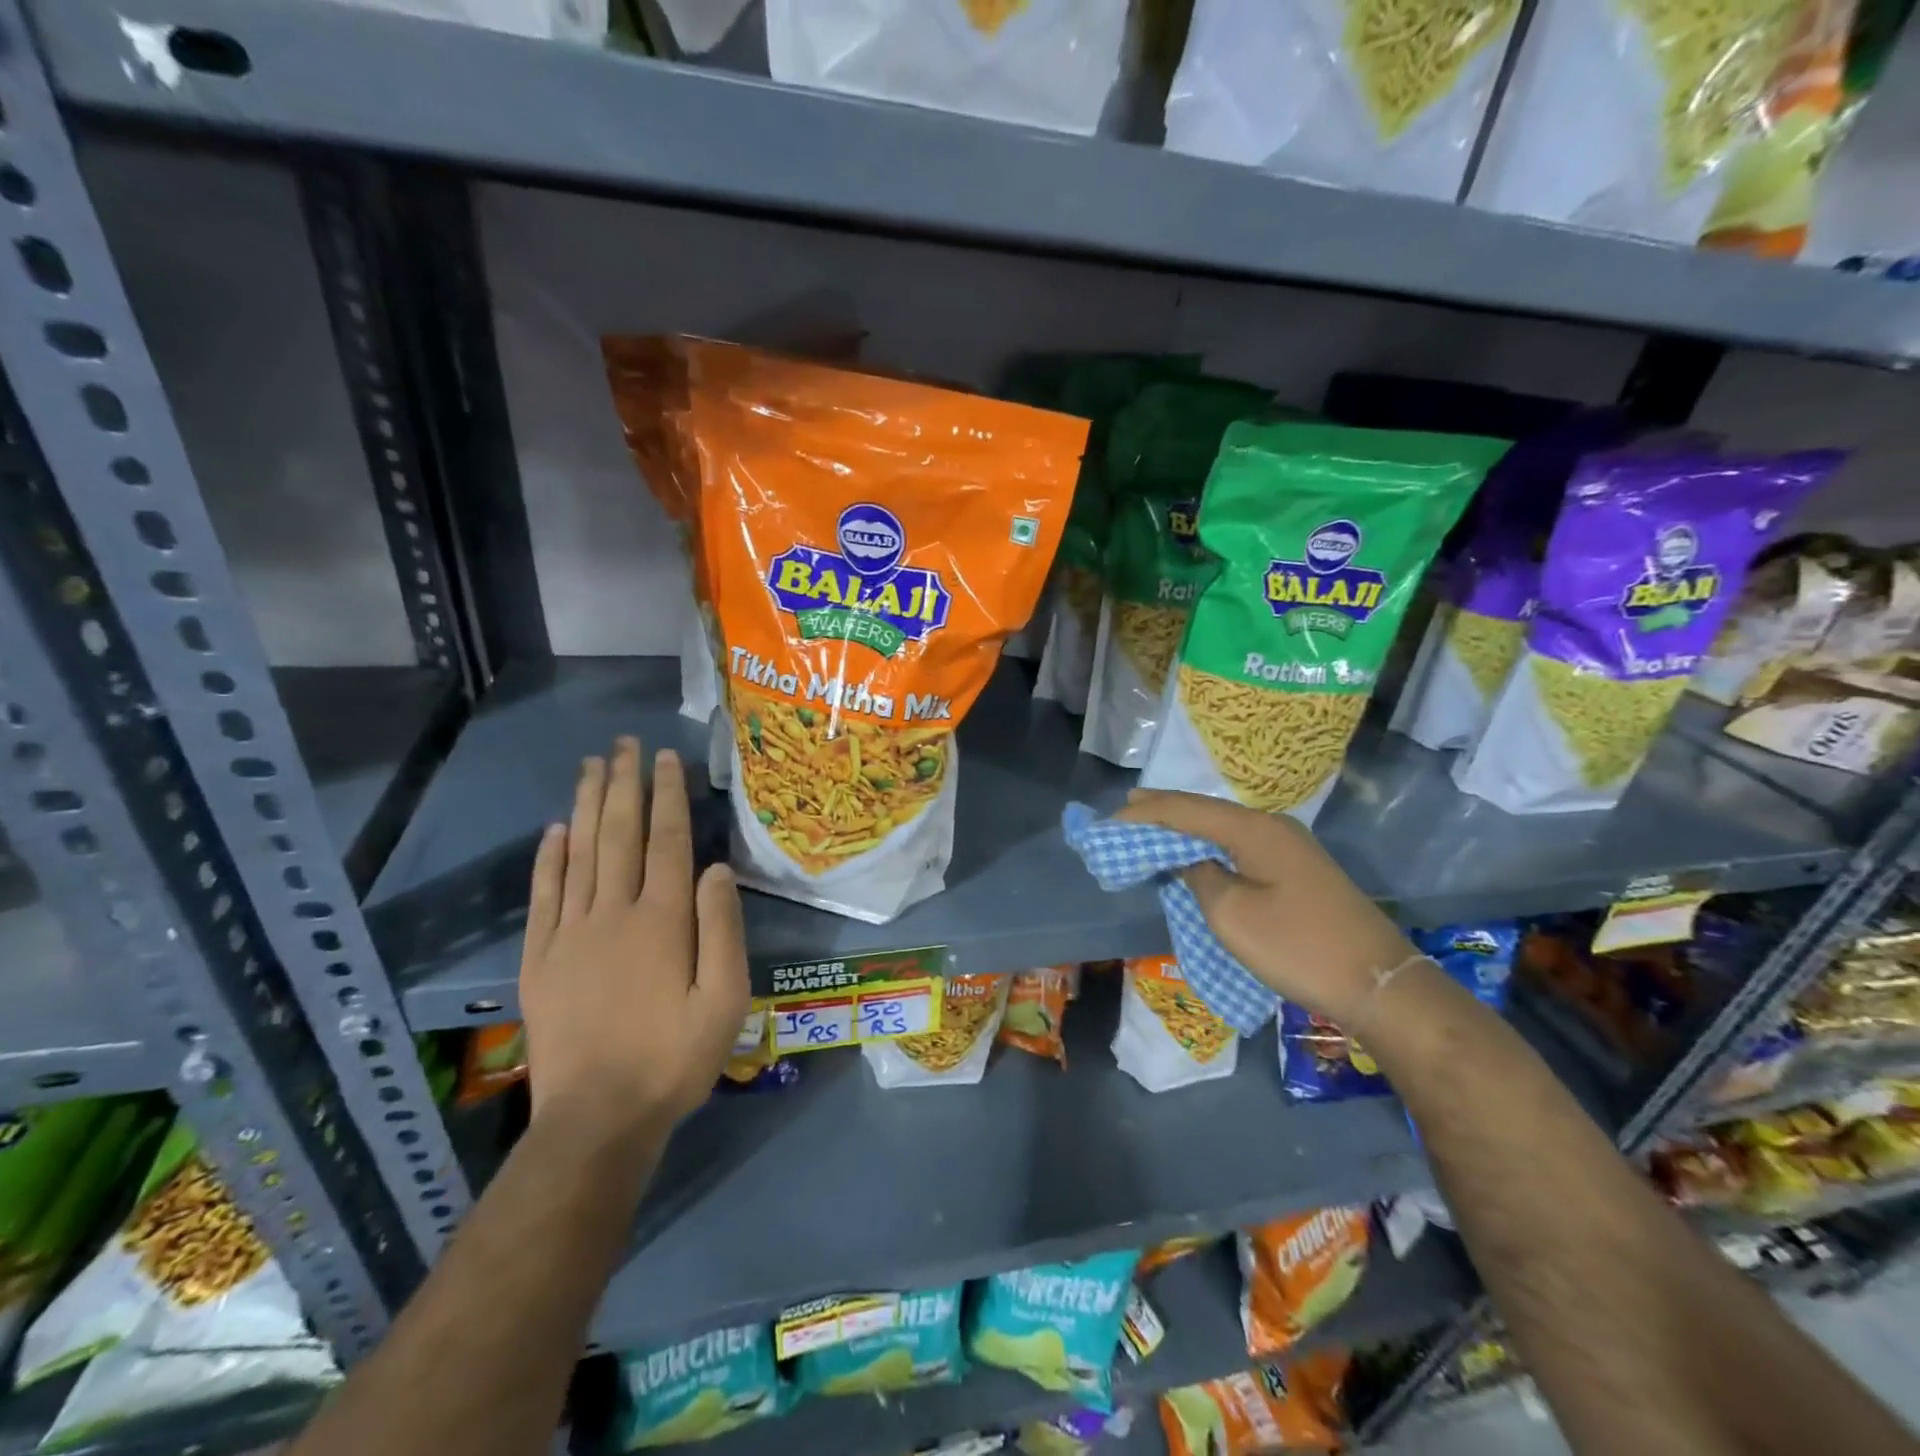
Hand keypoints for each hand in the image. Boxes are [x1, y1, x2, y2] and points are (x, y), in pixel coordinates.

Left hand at [519, 737, 749, 1141]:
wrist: (598, 1119)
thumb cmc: (674, 1058)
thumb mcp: (725, 999)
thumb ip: (722, 929)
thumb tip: (717, 869)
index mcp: (662, 921)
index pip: (666, 841)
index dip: (666, 796)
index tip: (665, 759)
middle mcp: (613, 914)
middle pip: (618, 834)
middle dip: (623, 785)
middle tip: (625, 744)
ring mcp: (570, 934)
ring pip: (579, 854)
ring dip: (586, 806)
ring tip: (592, 766)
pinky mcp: (541, 959)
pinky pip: (544, 896)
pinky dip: (548, 859)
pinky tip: (555, 830)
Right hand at [1117, 789, 1415, 1027]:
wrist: (1378, 982)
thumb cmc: (1297, 947)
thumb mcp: (1232, 915)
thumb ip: (1199, 877)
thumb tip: (1191, 861)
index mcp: (1253, 829)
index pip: (1186, 810)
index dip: (1146, 813)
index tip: (1109, 818)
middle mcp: (1272, 826)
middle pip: (1206, 811)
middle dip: (1164, 810)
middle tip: (1125, 810)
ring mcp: (1290, 846)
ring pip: (1224, 827)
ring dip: (1186, 827)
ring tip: (1151, 823)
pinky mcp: (1298, 868)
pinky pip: (1240, 844)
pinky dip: (1209, 844)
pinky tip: (1196, 850)